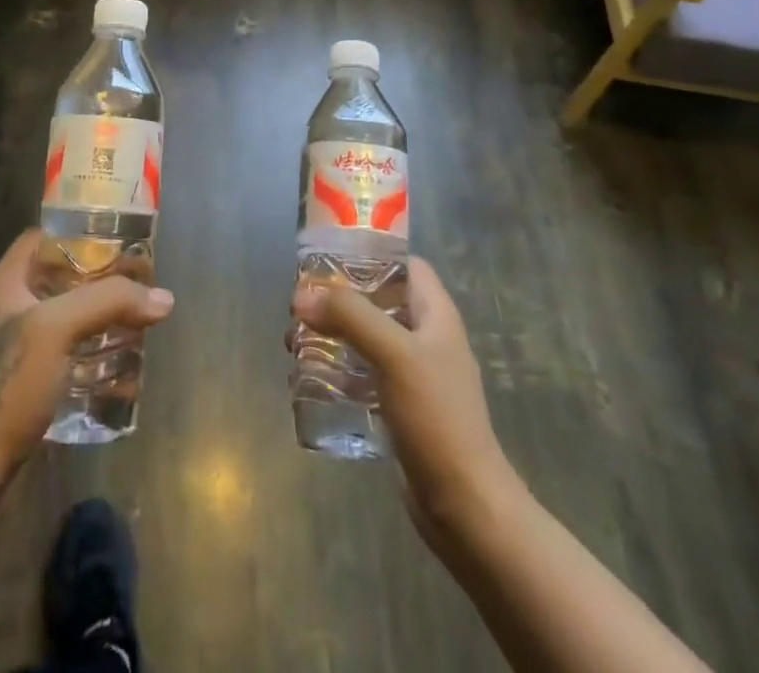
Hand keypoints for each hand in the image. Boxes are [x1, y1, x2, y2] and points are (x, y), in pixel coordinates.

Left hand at [0, 228, 174, 491]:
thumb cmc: (7, 385)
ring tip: (139, 321)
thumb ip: (110, 302)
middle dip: (101, 279)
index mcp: (6, 283)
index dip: (79, 233)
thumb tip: (164, 298)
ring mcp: (15, 348)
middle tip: (141, 283)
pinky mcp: (25, 383)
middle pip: (61, 277)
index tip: (120, 240)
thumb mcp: (57, 329)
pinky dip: (93, 355)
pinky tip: (123, 368)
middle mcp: (8, 308)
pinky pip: (67, 355)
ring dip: (101, 318)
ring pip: (66, 317)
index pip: (43, 237)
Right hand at [292, 257, 518, 550]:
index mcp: (435, 314)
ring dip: (332, 334)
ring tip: (294, 341)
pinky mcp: (400, 407)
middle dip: (339, 298)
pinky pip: (363, 374)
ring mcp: (414, 374)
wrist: (464, 505)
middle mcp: (426, 337)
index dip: (371, 254)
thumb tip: (301, 296)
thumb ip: (350, 317)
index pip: (405, 265)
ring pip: (367, 338)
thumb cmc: (436, 416)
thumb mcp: (394, 354)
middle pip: (379, 300)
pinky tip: (309, 379)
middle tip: (300, 304)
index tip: (328, 258)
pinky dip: (338, 369)